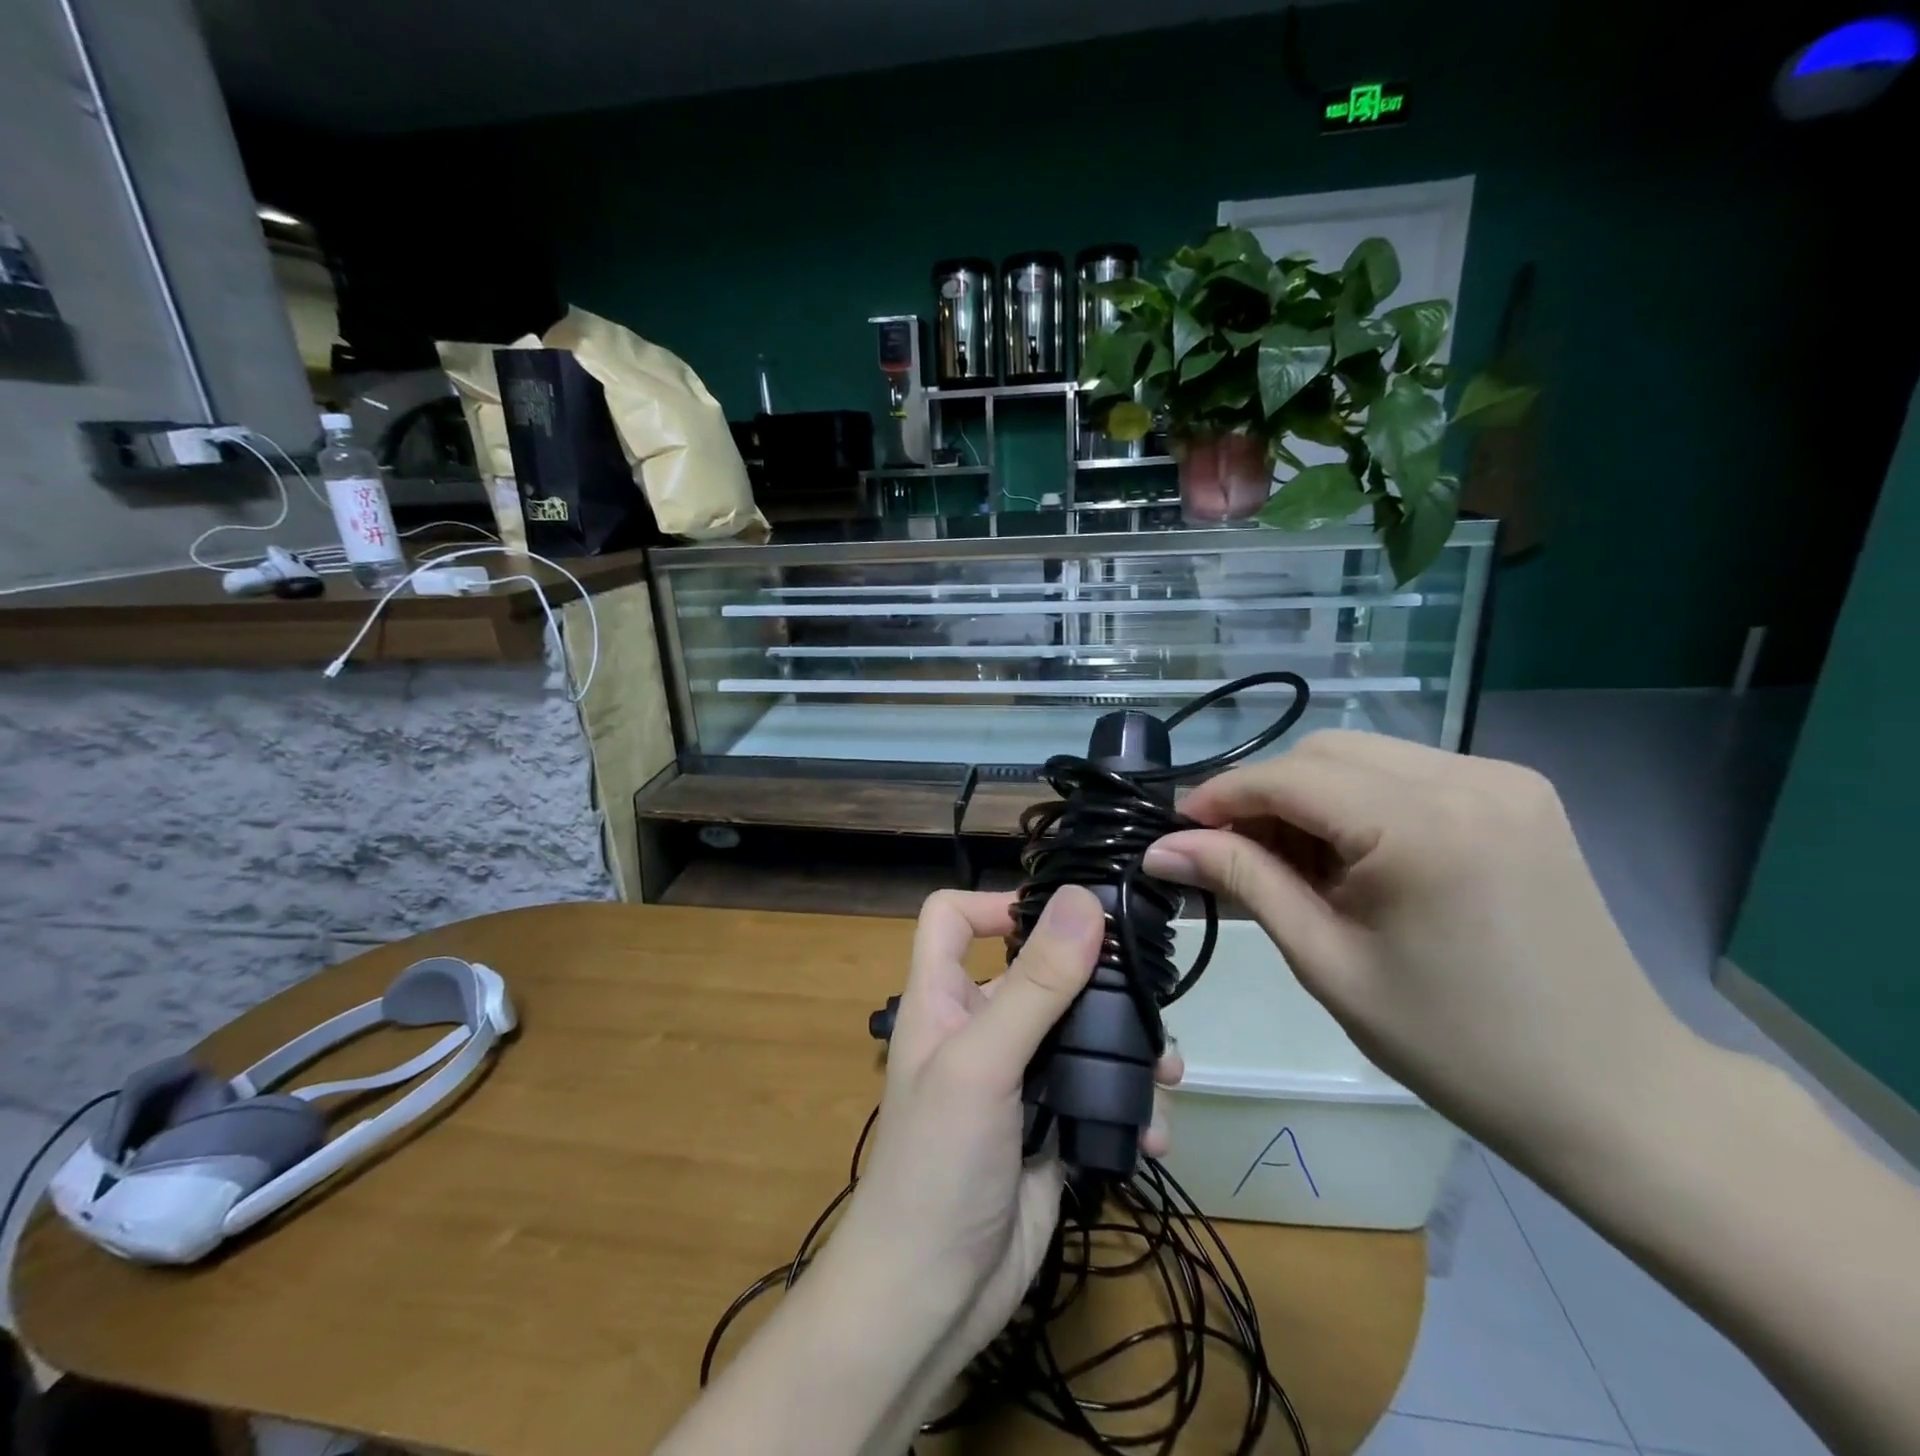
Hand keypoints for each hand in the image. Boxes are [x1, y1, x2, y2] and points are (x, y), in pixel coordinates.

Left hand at [830, 887, 1183, 1373]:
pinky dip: (1127, 1103)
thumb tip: (1083, 900)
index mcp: (942, 998)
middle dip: (1095, 981)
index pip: (953, 918)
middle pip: (1038, 972)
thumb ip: (1035, 985)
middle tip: (1149, 993)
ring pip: (1079, 1033)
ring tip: (1166, 1070)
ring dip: (1125, 1047)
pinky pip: (1096, 1092)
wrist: (935, 1299)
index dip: (995, 903)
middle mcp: (979, 1028)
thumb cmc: (938, 1164)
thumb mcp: (983, 1063)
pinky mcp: (1051, 1126)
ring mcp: (1018, 1079)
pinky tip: (1151, 1131)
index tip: (1060, 916)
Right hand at [1143, 731, 1688, 1177]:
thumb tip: (1162, 848)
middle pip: (1323, 752)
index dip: (1220, 797)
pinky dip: (1357, 801)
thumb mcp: (1328, 962)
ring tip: (1289, 861)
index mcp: (1424, 825)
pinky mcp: (1518, 791)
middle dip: (1263, 795)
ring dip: (1307, 796)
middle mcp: (1467, 776)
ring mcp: (1502, 777)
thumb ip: (1243, 882)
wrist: (1613, 1092)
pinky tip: (1350, 855)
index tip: (1173, 830)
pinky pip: (1405, 772)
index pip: (1289, 778)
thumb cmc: (1456, 1045)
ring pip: (1362, 755)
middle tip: (1228, 853)